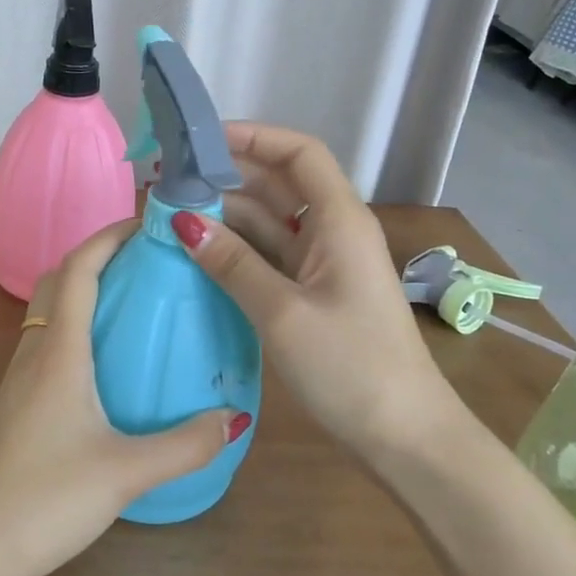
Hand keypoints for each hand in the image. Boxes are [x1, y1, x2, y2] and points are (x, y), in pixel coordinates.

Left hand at [0, 221, 242, 575]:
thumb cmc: (47, 499)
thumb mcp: (126, 472)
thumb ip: (185, 445)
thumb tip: (235, 417)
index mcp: (59, 353)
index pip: (79, 270)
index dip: (108, 237)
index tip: (146, 223)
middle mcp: (35, 353)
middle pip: (59, 280)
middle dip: (97, 254)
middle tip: (144, 257)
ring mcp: (19, 377)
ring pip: (48, 310)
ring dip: (83, 288)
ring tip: (131, 298)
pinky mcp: (16, 401)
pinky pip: (46, 340)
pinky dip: (75, 323)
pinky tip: (105, 356)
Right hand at [171, 121, 453, 457]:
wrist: (406, 438)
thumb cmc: (350, 367)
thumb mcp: (282, 312)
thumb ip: (232, 263)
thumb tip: (183, 222)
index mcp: (340, 220)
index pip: (299, 153)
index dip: (253, 137)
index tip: (201, 141)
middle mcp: (334, 232)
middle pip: (280, 184)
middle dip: (228, 177)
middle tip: (170, 182)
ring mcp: (325, 264)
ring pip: (271, 222)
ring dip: (227, 216)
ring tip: (171, 216)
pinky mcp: (316, 293)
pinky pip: (272, 256)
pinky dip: (238, 251)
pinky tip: (199, 255)